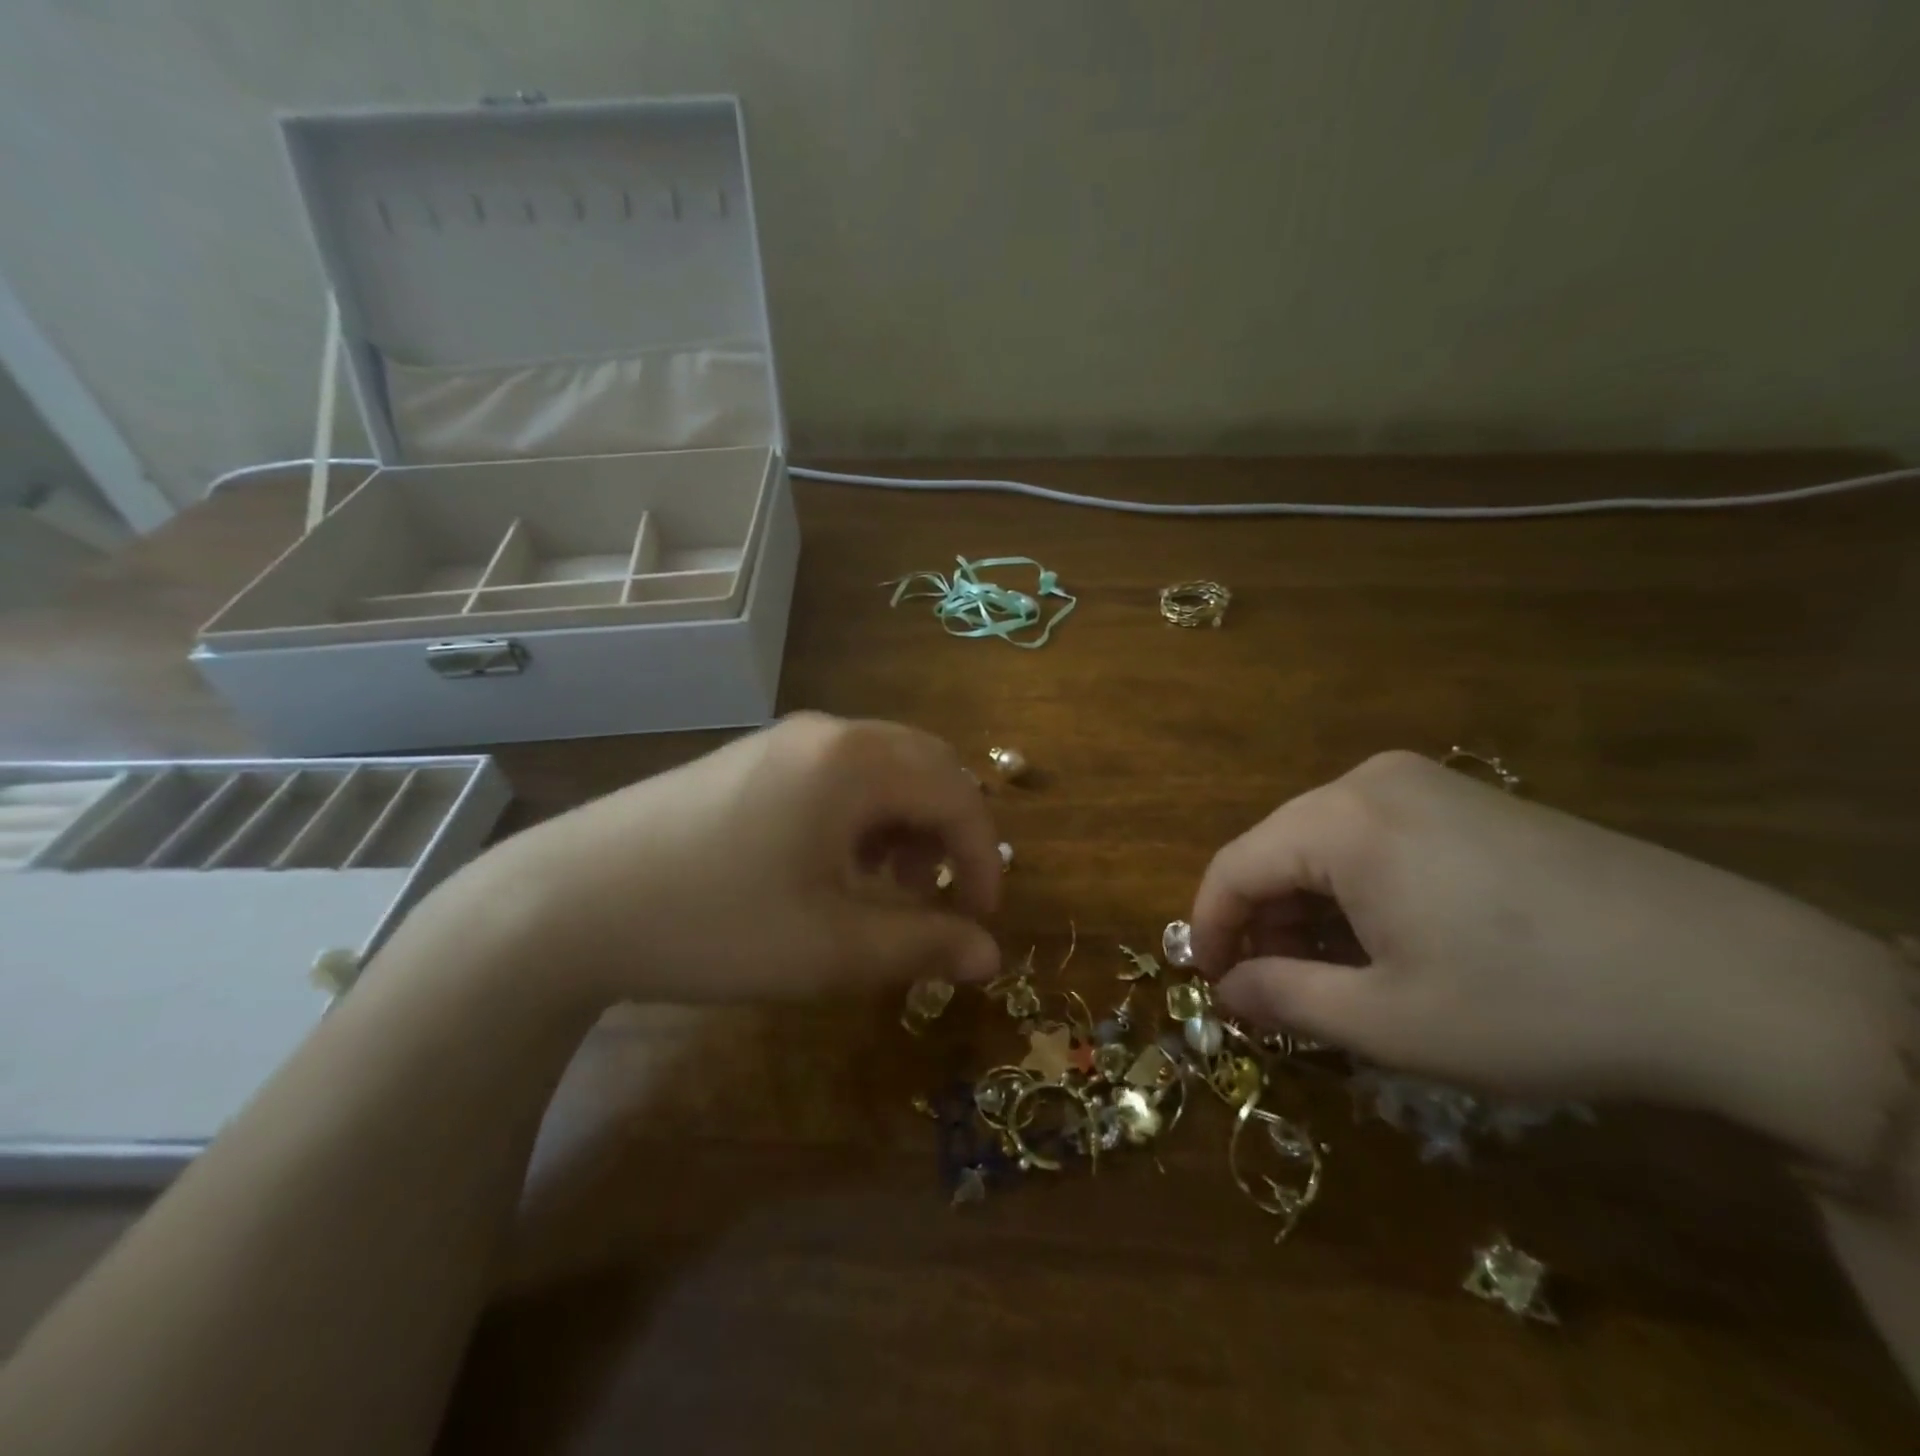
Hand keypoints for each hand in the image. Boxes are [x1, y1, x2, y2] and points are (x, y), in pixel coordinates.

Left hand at [435, 714, 1002, 1007]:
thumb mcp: (832, 948)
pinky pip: (837, 774)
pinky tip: (833, 866)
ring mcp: (782, 740)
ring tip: (886, 887)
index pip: (958, 795)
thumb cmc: (716, 922)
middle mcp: (827, 733)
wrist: (570, 901)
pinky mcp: (750, 759)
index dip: (984, 859)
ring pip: (881, 768)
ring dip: (906, 823)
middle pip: (926, 766)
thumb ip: (923, 945)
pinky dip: (862, 816)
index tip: (981, 920)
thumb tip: (990, 954)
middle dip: (949, 832)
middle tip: (939, 897)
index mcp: (856, 762)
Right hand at [1190, 751, 1907, 1164]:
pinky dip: (1358, 891)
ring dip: (1310, 910)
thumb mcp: (1389, 1021)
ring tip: (1326, 977)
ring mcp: (1429, 785)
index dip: (1209, 927)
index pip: (1235, 866)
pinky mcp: (1471, 802)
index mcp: (1341, 821)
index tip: (1208, 985)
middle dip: (1262, 922)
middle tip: (1268, 992)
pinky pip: (1378, 839)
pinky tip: (1385, 943)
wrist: (1732, 982)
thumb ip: (1284, 1000)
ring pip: (1327, 844)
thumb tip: (1227, 991)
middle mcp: (1373, 782)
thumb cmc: (1532, 1004)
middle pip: (1278, 850)